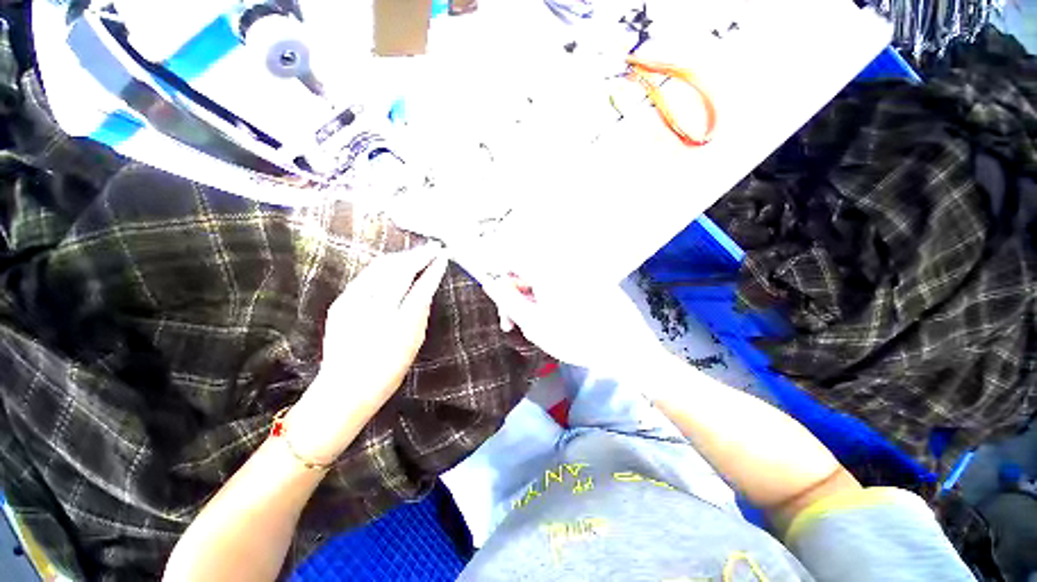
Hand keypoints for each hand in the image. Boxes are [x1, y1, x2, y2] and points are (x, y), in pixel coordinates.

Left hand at [286, 244, 448, 462]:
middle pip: (398, 270)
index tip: (443, 257)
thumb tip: (427, 289)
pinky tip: (395, 265)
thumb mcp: (412, 344)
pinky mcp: (341, 302)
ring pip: (380, 268)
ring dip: (402, 258)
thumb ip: (421, 313)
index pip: (419, 285)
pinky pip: (367, 276)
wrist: (344, 389)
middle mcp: (372, 307)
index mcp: (396, 322)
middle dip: (418, 256)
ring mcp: (352, 302)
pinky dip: (385, 266)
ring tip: (418, 253)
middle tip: (432, 249)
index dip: (432, 269)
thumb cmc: (386, 371)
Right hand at [481, 274, 666, 375]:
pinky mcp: (592, 281)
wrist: (626, 346)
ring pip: (544, 281)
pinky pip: (562, 285)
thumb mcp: (533, 323)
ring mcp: (580, 272)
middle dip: (518, 296)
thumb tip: (490, 282)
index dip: (502, 281)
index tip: (504, 305)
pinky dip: (553, 300)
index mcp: (547, 270)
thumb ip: (508, 300)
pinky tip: (559, 321)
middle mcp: (563, 264)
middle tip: (517, 324)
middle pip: (529, 272)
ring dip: (535, 301)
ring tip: (539, 327)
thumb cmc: (575, 337)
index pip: (512, 261)